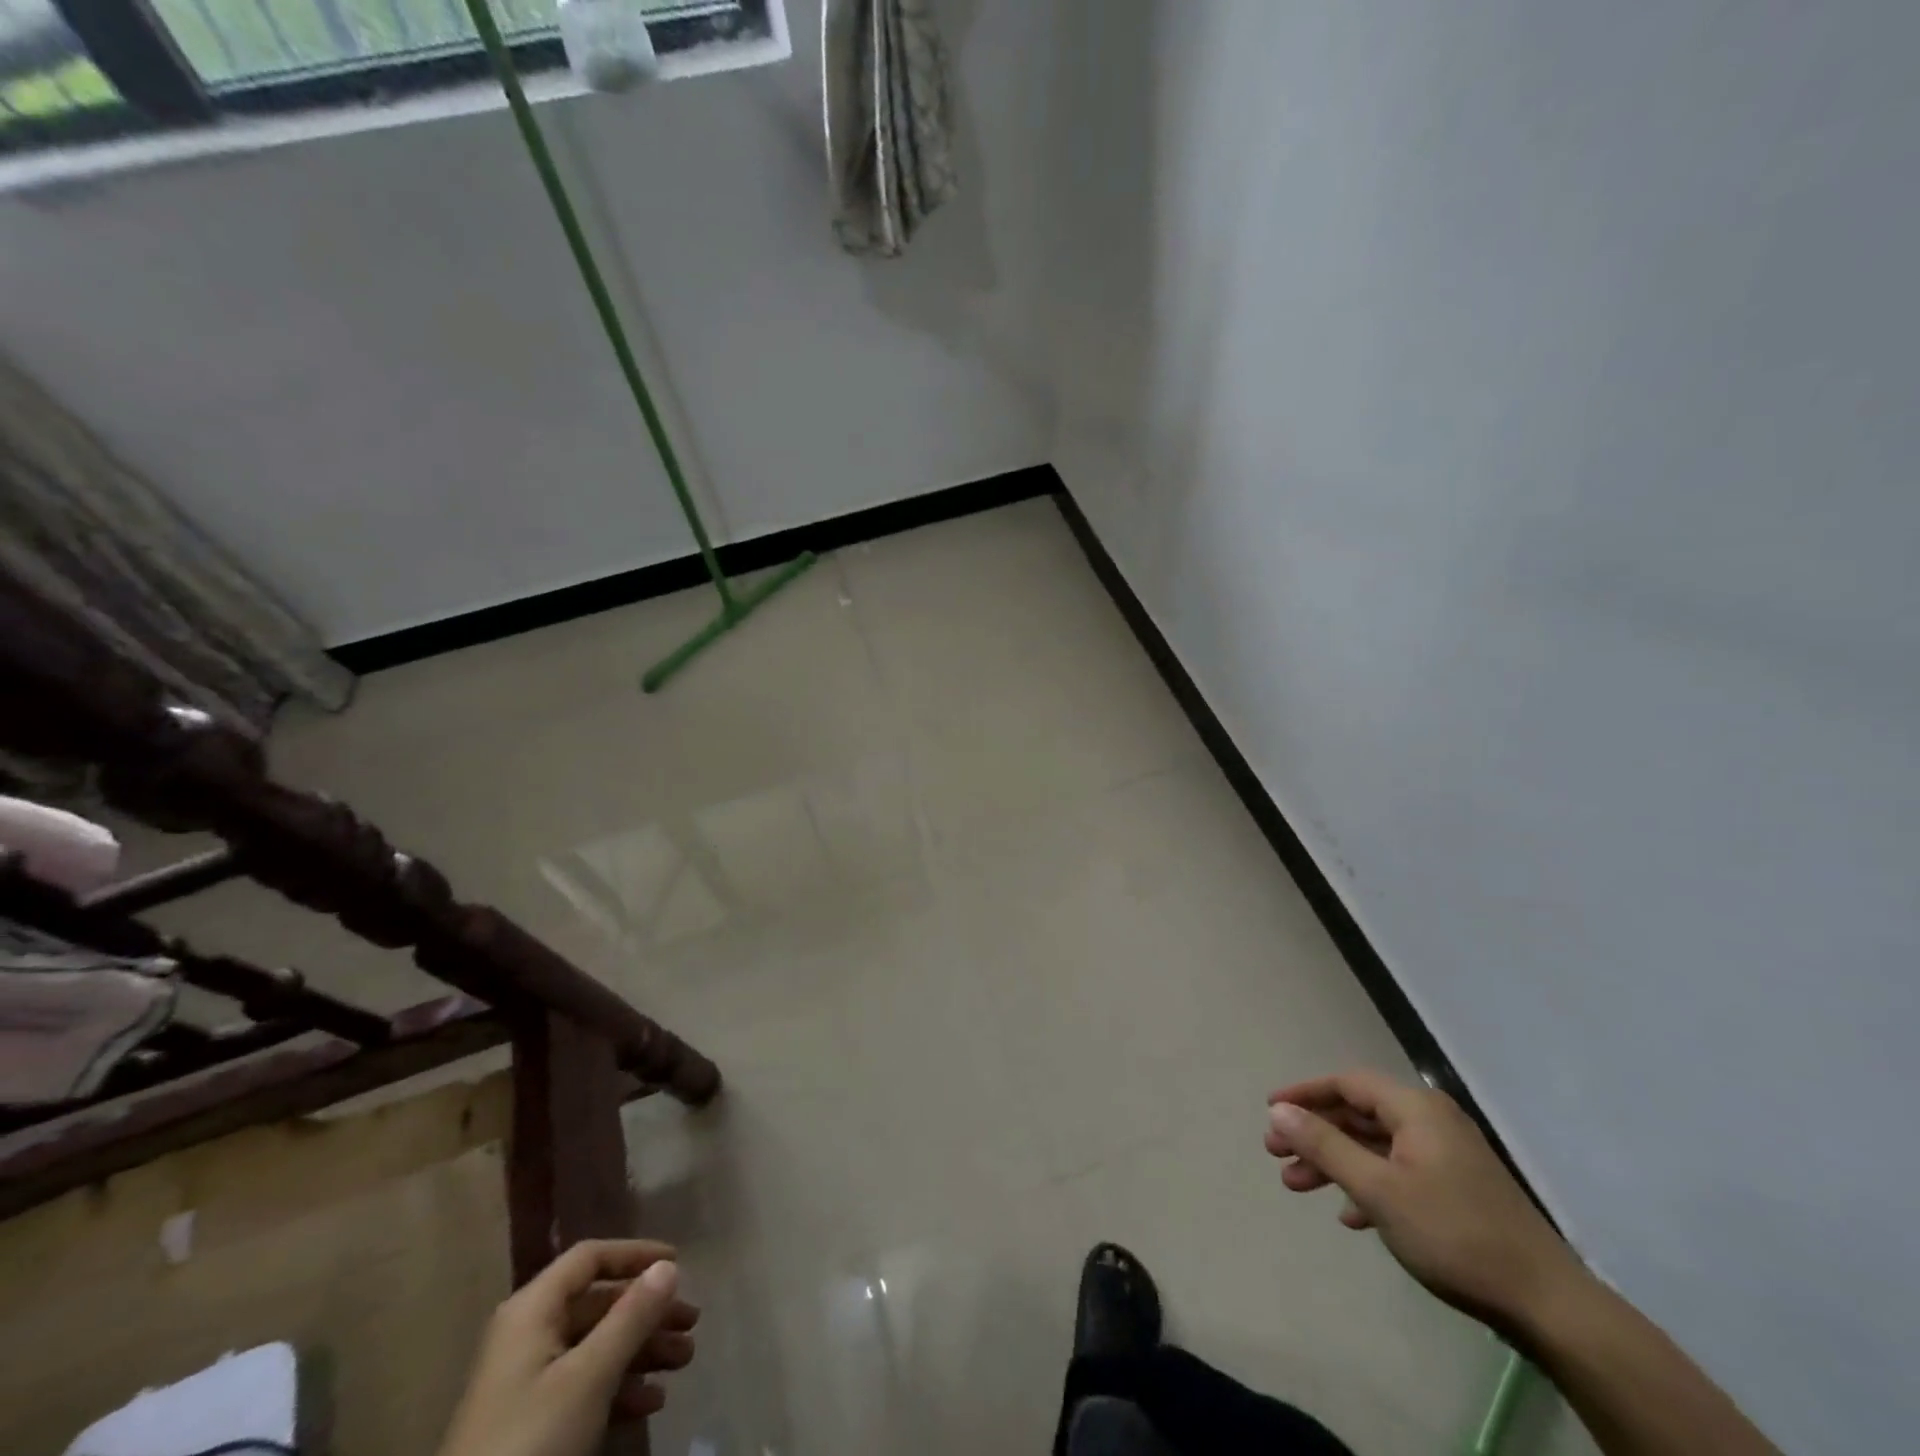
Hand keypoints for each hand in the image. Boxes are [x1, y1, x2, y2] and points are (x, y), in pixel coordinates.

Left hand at [437, 1239, 699, 1455]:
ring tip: (684, 1360)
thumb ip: (631, 1317)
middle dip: (649, 1312)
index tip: (678, 1262)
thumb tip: (668, 1266)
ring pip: (597, 1346)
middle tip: (691, 1324)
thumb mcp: (589, 1376)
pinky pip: (585, 1385)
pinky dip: (621, 1386)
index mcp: (533, 1310)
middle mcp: (529, 1335)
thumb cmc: (532, 1439)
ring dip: (643, 1350)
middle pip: (600, 1304)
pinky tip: (653, 1402)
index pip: (590, 1258)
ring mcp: (527, 1382)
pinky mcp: (531, 1424)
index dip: (635, 1254)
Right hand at [1266, 1069, 1583, 1331]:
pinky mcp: (1457, 1190)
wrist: (1548, 1306)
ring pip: (1375, 1146)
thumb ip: (1325, 1145)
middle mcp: (1431, 1121)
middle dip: (1314, 1133)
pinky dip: (1367, 1185)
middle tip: (1275, 1153)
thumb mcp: (1378, 1189)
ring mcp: (1447, 1156)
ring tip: (1297, 1184)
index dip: (1305, 1094)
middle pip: (1358, 1114)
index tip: (1270, 1110)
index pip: (1348, 1083)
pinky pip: (1397, 1172)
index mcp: (1416, 1109)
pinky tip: (1349, 1215)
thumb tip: (1278, 1110)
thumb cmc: (1454, 1234)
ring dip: (1334, 1162)